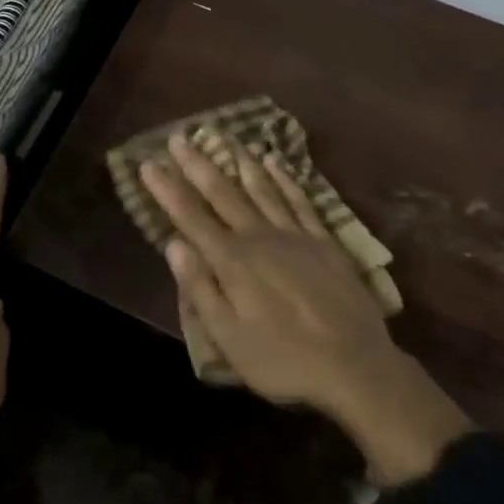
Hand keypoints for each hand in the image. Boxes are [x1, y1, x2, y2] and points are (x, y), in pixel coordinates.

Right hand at [141, 134, 470, 485]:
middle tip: (179, 137)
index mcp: (232, 261)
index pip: (190, 217)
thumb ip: (200, 287)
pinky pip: (299, 199)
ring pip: (261, 188)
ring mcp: (295, 235)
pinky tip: (274, 161)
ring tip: (223, 137)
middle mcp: (259, 237)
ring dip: (239, 161)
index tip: (148, 163)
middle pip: (223, 193)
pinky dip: (284, 178)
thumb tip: (173, 244)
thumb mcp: (229, 336)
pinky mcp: (324, 240)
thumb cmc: (283, 359)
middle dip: (197, 165)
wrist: (355, 366)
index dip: (167, 189)